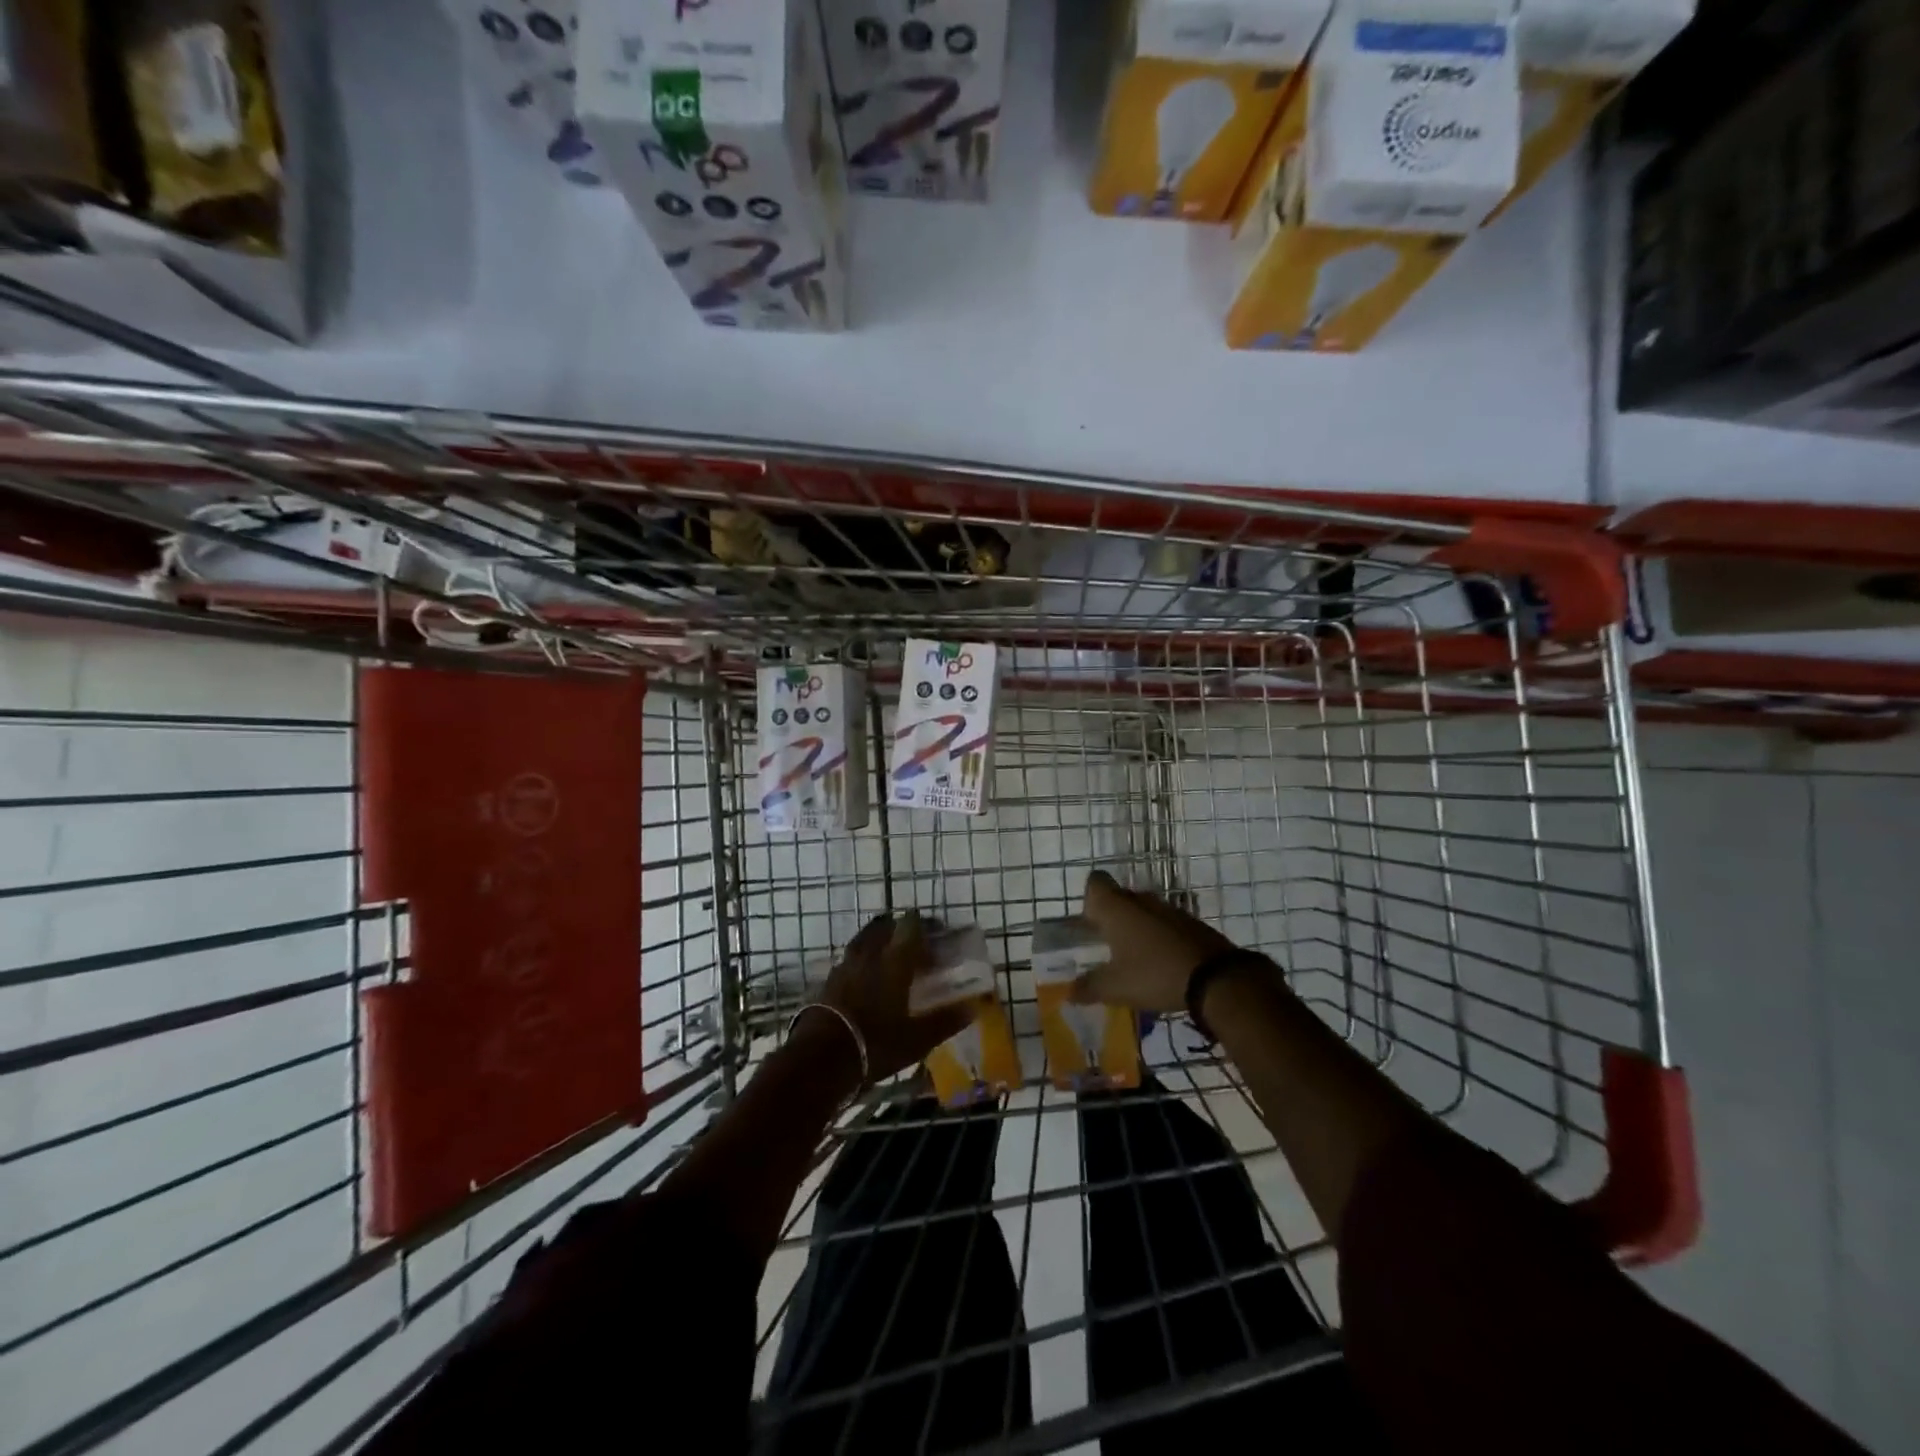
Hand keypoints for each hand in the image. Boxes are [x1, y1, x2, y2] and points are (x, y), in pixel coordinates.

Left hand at [814, 912, 970, 1083]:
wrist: (821, 1059)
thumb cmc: (876, 1043)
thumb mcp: (917, 1039)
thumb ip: (944, 1020)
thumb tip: (972, 1007)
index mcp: (894, 960)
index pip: (911, 927)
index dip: (925, 926)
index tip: (938, 934)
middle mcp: (869, 954)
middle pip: (884, 927)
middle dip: (899, 928)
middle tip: (913, 942)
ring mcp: (845, 965)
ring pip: (864, 941)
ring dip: (878, 942)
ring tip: (889, 957)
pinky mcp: (828, 981)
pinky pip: (849, 959)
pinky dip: (861, 961)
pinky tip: (865, 979)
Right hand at [1072, 869, 1236, 1013]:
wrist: (1216, 979)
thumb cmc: (1154, 974)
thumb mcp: (1115, 987)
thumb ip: (1088, 987)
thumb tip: (1068, 992)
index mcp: (1116, 908)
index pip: (1095, 883)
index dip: (1089, 900)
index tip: (1090, 924)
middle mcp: (1141, 900)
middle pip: (1120, 897)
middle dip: (1112, 917)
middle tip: (1107, 946)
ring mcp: (1170, 909)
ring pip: (1144, 911)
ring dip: (1137, 928)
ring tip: (1134, 958)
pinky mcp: (1192, 923)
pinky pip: (1166, 924)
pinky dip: (1160, 938)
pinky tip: (1161, 963)